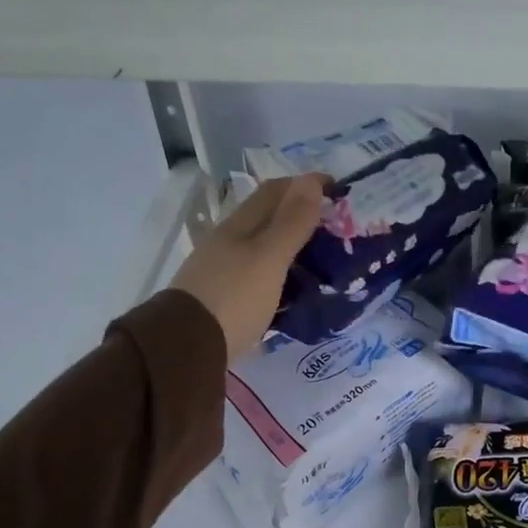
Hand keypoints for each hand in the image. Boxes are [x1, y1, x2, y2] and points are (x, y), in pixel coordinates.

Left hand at [171, 174, 326, 361]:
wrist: (187, 347)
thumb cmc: (234, 298)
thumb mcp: (269, 258)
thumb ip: (292, 222)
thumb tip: (311, 181)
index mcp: (240, 225)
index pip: (276, 190)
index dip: (306, 184)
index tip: (340, 191)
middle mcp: (229, 240)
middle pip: (268, 216)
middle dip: (302, 213)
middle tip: (337, 227)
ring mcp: (223, 269)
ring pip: (264, 245)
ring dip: (293, 244)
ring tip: (323, 258)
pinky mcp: (225, 296)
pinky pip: (260, 272)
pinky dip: (282, 271)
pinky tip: (294, 286)